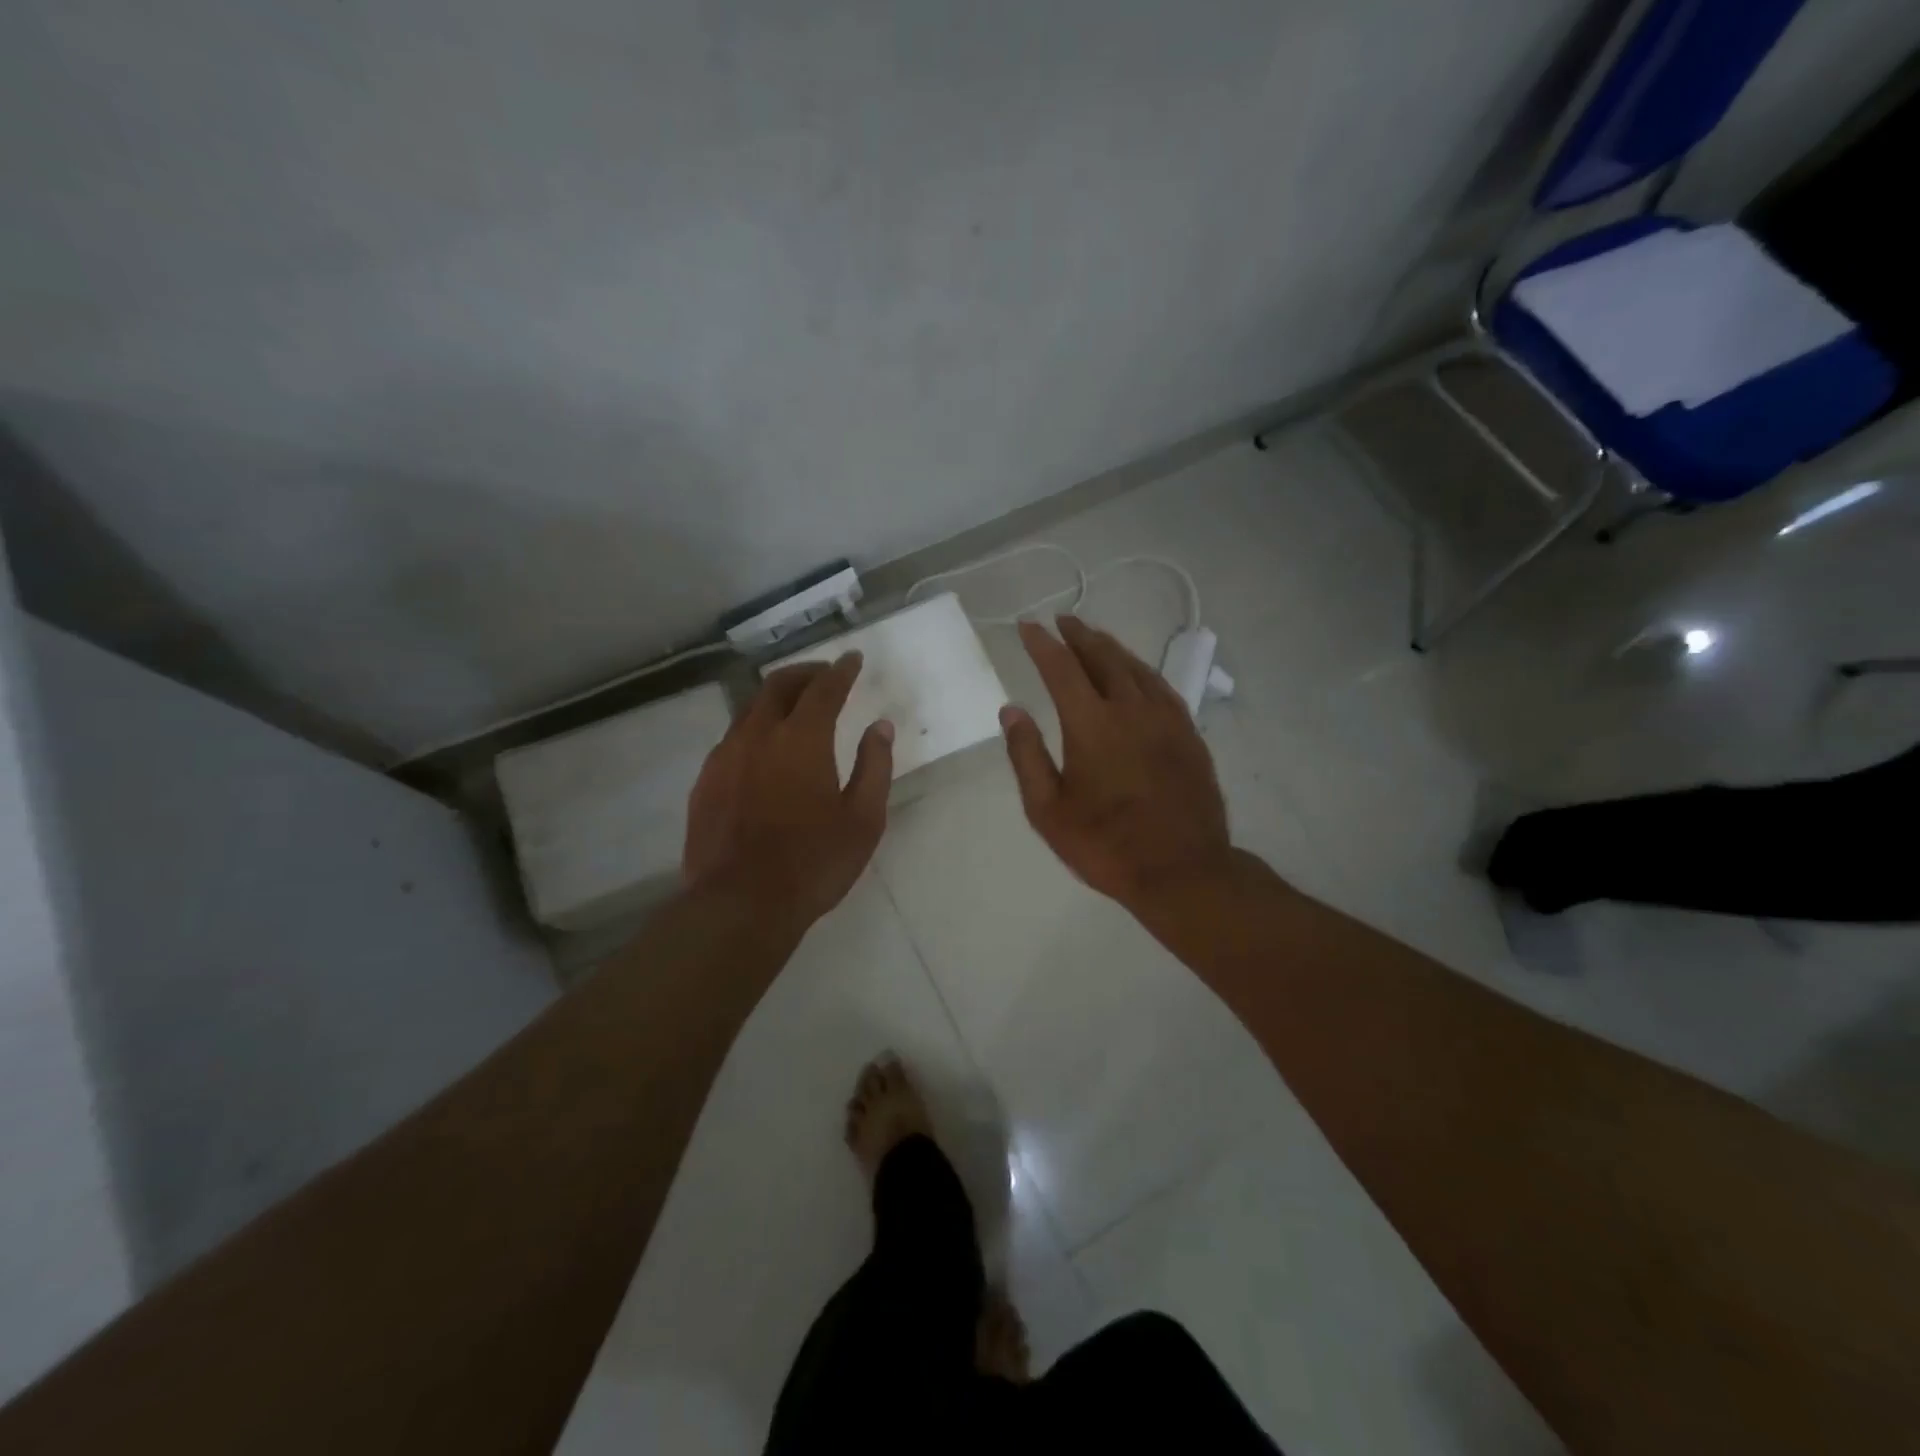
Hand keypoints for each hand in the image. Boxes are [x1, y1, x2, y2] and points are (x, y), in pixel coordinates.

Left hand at [683, 653, 893, 930]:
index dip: (841, 670)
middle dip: (805, 673)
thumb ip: (875, 766)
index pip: (824, 688)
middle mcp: (758, 736)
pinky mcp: (705, 782)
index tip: (853, 659)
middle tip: (825, 675)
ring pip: (749, 709)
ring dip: (776, 699)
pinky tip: (764, 750)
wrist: (740, 905)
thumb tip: (880, 727)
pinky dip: (754, 729)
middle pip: (778, 685)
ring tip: (795, 708)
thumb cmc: (814, 863)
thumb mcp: (863, 819)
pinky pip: (732, 739)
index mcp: (802, 739)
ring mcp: (725, 757)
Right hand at [1000, 616, 1233, 911]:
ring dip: (1110, 648)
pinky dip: (1140, 670)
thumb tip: (1011, 710)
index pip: (1061, 668)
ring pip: (1135, 668)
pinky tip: (1136, 674)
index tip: (1027, 626)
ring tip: (1093, 638)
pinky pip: (1161, 687)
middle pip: (1103, 657)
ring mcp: (1166, 719)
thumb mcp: (1048, 811)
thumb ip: (1027, 756)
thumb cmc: (1106, 845)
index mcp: (1092, 725)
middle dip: (1079, 635)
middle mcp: (1131, 709)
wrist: (1183, 871)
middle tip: (1062, 621)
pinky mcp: (1189, 734)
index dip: (1042, 644)